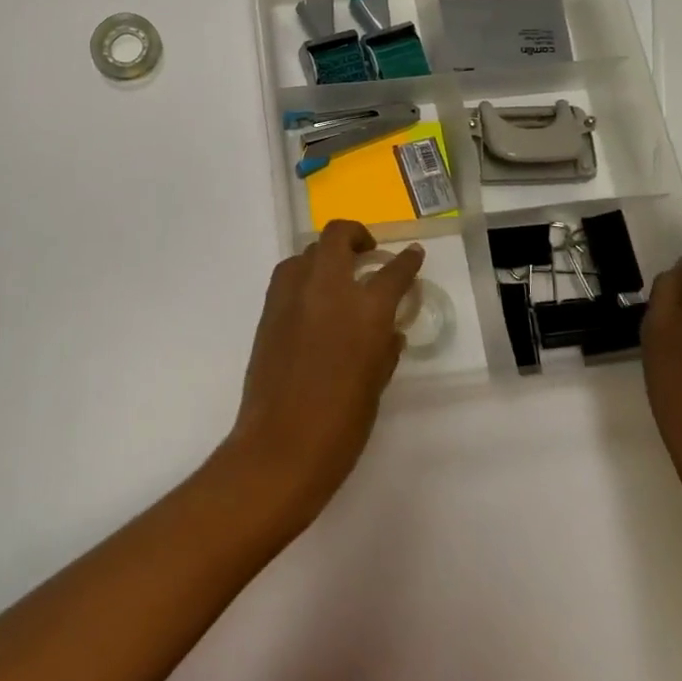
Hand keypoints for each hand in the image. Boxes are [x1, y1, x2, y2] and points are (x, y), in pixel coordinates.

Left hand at [222, 221, 423, 526]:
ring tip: (336, 276)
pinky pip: (288, 276)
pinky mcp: (268, 309)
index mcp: (366, 310)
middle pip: (338, 236)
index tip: (412, 254)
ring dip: (325, 255)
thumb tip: (387, 331)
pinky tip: (311, 299)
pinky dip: (302, 276)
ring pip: (307, 252)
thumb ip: (384, 349)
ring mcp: (293, 295)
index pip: (394, 272)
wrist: (281, 445)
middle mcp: (328, 290)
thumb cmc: (341, 424)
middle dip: (355, 235)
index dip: (407, 260)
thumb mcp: (375, 384)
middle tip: (367, 252)